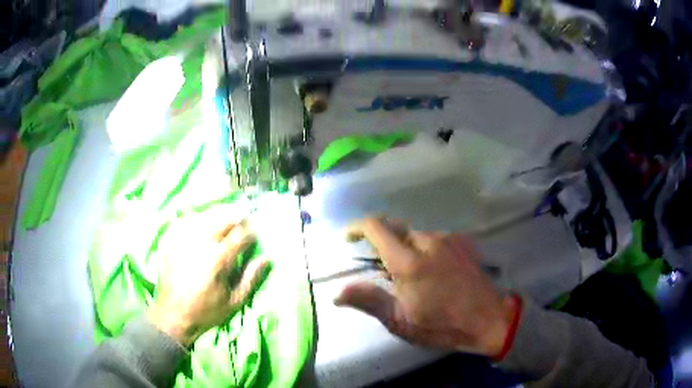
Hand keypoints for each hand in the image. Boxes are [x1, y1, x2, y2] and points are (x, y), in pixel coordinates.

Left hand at [148, 213, 269, 346]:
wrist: (173, 315)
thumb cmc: (207, 311)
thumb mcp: (234, 302)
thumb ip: (251, 278)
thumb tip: (266, 258)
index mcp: (218, 259)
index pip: (241, 235)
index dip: (251, 231)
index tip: (255, 232)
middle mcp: (201, 244)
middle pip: (222, 219)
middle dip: (236, 217)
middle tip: (242, 219)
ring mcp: (183, 240)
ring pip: (204, 216)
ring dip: (217, 214)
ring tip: (224, 218)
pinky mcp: (171, 241)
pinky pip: (184, 221)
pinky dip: (195, 218)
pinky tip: (199, 222)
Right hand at [334, 218, 516, 356]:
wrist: (489, 319)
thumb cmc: (442, 325)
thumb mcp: (401, 321)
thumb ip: (369, 301)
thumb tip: (337, 293)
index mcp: (408, 261)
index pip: (376, 227)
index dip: (357, 227)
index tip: (349, 238)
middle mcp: (428, 241)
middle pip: (395, 228)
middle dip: (382, 242)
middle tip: (382, 269)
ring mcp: (448, 239)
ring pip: (415, 234)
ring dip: (405, 247)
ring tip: (412, 275)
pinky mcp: (463, 242)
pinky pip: (435, 238)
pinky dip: (425, 248)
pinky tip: (434, 270)